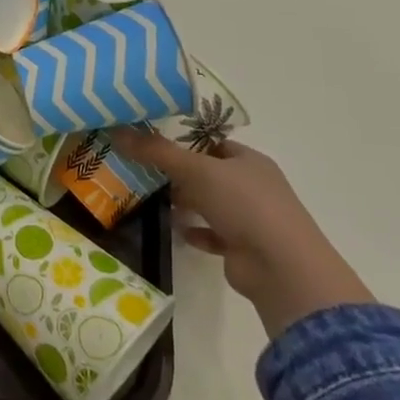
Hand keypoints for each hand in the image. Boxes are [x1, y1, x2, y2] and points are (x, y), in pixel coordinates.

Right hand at [110, 130, 371, 337]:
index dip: (184, 141)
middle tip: (143, 170)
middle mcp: (252, 186)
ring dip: (186, 203)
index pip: (213, 143)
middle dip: (179, 173)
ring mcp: (250, 218)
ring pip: (210, 204)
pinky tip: (178, 232)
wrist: (281, 268)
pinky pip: (213, 234)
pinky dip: (196, 232)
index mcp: (249, 161)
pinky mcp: (242, 247)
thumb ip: (156, 152)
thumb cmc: (244, 205)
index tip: (151, 142)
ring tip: (153, 199)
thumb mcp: (196, 170)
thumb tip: (117, 131)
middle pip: (209, 173)